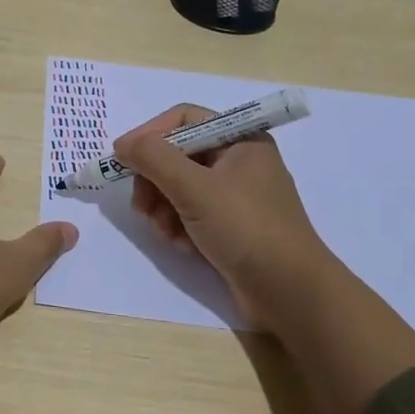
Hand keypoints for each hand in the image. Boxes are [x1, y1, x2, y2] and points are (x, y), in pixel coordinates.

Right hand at [113, 105, 332, 334]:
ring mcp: (237, 195)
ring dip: (164, 208)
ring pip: (181, 187)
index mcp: (240, 139)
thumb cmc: (246, 229)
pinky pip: (192, 213)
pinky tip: (183, 246)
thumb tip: (123, 144)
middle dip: (155, 181)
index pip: (184, 119)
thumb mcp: (194, 188)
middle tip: (142, 207)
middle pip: (178, 155)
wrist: (291, 294)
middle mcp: (240, 161)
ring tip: (165, 233)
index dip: (150, 135)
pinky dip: (180, 226)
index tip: (123, 159)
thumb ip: (153, 159)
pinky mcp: (232, 226)